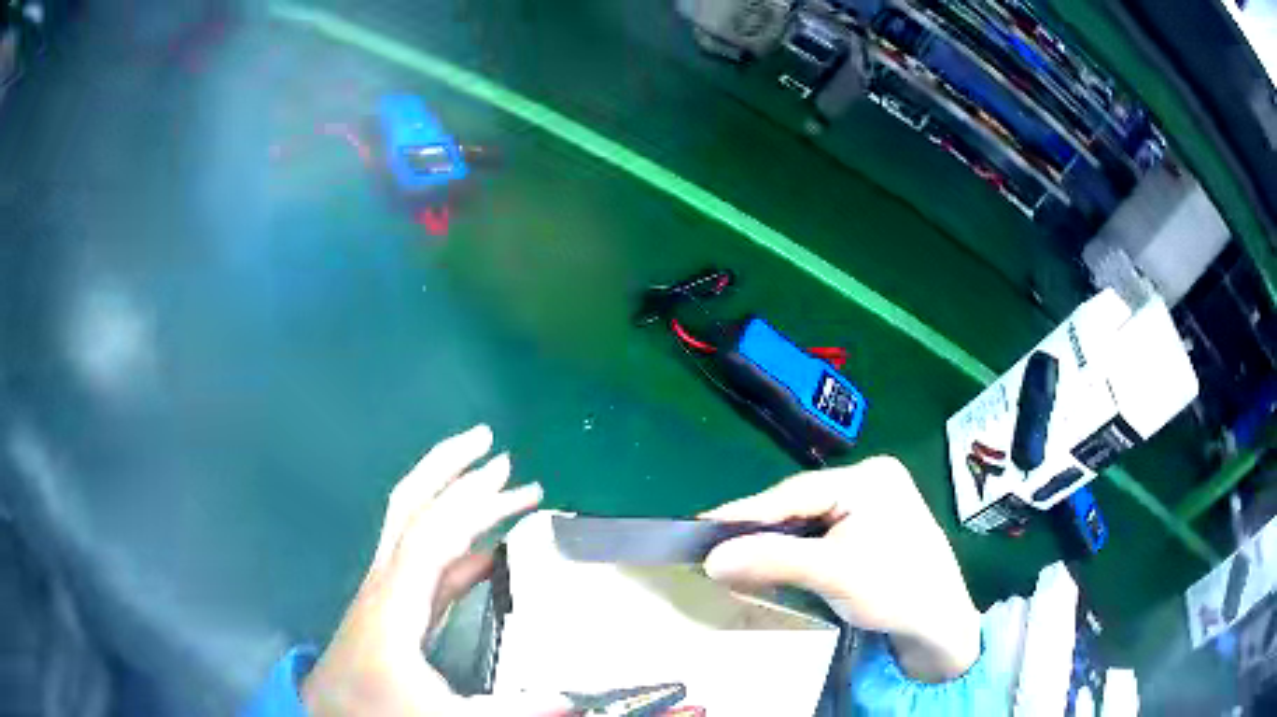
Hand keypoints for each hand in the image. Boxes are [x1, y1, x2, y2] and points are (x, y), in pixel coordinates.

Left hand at [302, 425, 571, 715]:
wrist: (333, 713)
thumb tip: (570, 700)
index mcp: (395, 599)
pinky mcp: (396, 604)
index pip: (430, 533)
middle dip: (448, 466)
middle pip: (409, 505)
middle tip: (492, 443)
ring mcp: (389, 589)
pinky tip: (490, 551)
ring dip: (453, 497)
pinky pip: (428, 561)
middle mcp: (387, 580)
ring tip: (500, 483)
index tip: (512, 478)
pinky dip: (459, 545)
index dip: (470, 503)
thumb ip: (506, 708)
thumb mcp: (441, 715)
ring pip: (415, 525)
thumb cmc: (378, 708)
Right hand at [701, 457, 980, 682]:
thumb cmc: (895, 590)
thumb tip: (710, 559)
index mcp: (869, 478)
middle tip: (712, 544)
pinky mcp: (870, 526)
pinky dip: (794, 549)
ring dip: (774, 540)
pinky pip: (820, 532)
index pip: (795, 492)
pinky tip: (772, 560)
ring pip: (807, 518)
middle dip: (759, 528)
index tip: (699, 525)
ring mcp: (872, 502)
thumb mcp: (833, 574)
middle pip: (800, 503)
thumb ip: (773, 560)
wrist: (938, 623)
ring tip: (733, 553)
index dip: (745, 512)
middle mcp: (870, 480)